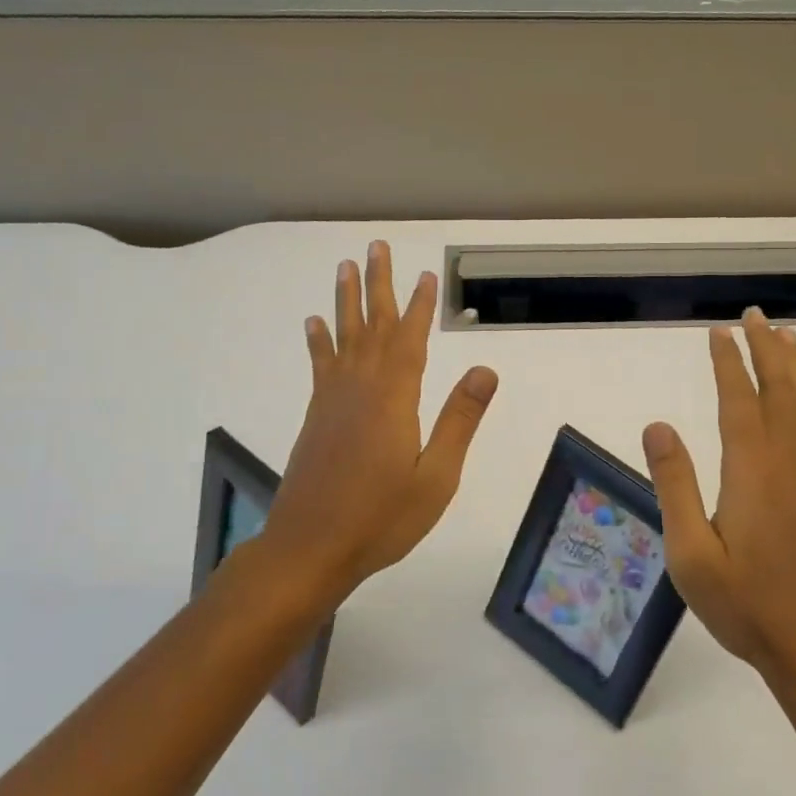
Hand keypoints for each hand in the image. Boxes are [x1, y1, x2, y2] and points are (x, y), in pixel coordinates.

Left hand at [260, 241, 498, 599]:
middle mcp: (360, 388)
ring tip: (344, 266)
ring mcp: (332, 400)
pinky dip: (319, 340)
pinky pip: (320, 365)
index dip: (419, 305)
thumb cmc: (382, 518)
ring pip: (343, 337)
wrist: (310, 548)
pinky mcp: (316, 416)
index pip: (410, 339)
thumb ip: (459, 420)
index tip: (426, 274)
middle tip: (376, 246)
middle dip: (377, 284)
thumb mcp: (436, 476)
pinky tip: (314, 322)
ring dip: (346, 300)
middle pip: (372, 325)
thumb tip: (485, 370)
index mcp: (394, 399)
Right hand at [641, 309, 795, 678]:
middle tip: (756, 317)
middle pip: (781, 393)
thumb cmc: (745, 605)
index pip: (739, 402)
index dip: (730, 362)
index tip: (719, 331)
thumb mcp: (691, 553)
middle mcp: (790, 465)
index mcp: (752, 473)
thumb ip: (674, 485)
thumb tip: (658, 425)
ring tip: (788, 336)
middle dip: (768, 350)